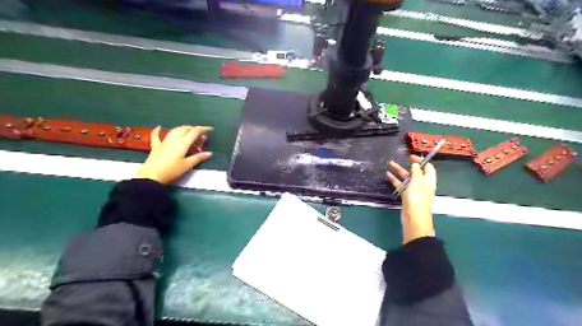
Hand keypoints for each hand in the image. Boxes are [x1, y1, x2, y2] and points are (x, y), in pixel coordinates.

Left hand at [133, 126, 211, 183]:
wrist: (151, 176)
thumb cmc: (171, 171)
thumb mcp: (187, 165)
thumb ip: (198, 158)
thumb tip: (210, 153)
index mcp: (183, 143)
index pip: (194, 132)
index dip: (203, 129)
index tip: (210, 129)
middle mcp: (174, 139)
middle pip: (185, 129)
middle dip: (193, 128)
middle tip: (200, 133)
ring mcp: (164, 142)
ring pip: (174, 130)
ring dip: (182, 128)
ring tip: (189, 130)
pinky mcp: (156, 146)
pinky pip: (156, 136)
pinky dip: (158, 130)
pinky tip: (159, 127)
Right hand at [386, 155, 435, 244]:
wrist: (413, 217)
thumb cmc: (417, 198)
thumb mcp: (417, 181)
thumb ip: (416, 171)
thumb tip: (415, 164)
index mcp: (428, 180)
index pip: (428, 167)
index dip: (421, 160)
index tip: (411, 156)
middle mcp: (422, 184)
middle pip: (416, 172)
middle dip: (408, 165)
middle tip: (401, 158)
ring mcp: (414, 190)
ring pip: (406, 178)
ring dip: (399, 171)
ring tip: (389, 164)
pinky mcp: (406, 196)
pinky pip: (400, 185)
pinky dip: (395, 180)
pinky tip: (387, 175)